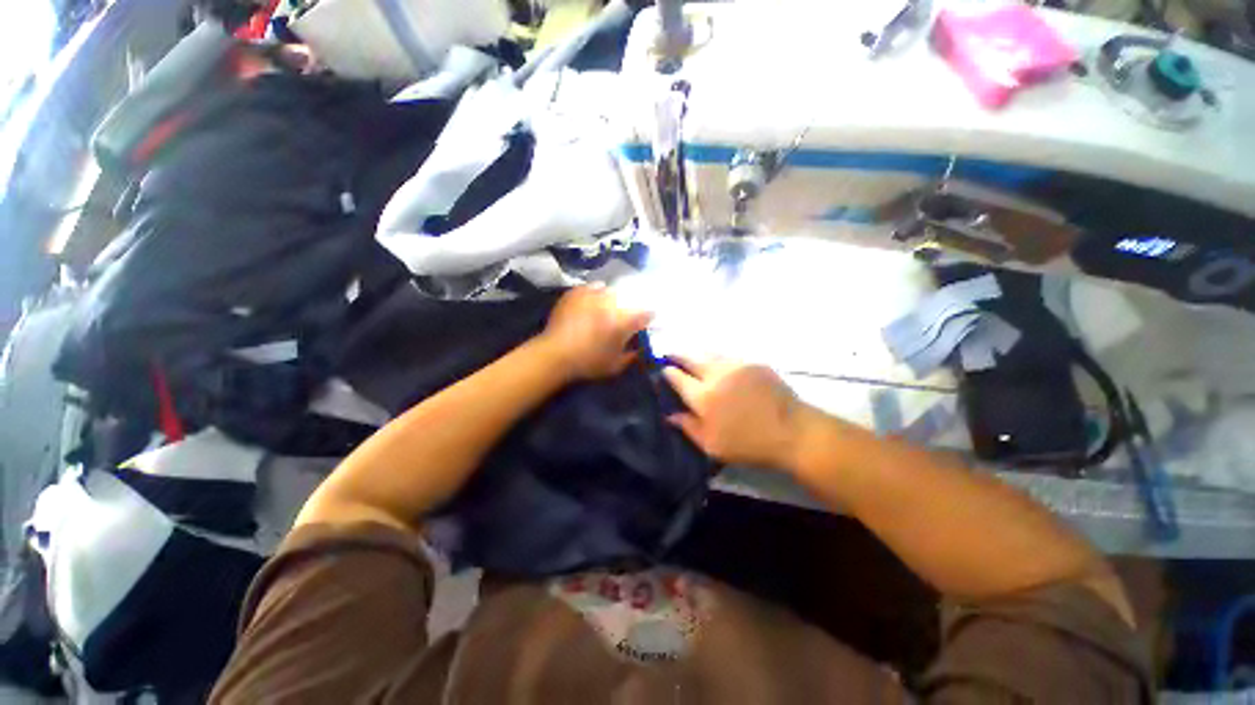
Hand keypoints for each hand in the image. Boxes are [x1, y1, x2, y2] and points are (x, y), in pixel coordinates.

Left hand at [540, 285, 652, 380]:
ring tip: (607, 308)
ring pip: (610, 291)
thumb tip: (640, 349)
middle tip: (624, 317)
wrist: (556, 355)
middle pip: (628, 299)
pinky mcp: (577, 292)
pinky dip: (596, 292)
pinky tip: (593, 300)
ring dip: (612, 299)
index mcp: (625, 320)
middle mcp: (611, 303)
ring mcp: (592, 295)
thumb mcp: (616, 366)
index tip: (647, 321)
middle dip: (629, 307)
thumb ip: (632, 356)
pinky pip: (592, 287)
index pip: (646, 313)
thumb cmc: (589, 363)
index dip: (649, 317)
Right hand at [663, 357, 813, 470]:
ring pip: (709, 353)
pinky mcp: (753, 363)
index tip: (663, 370)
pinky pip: (728, 356)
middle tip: (671, 355)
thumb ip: (688, 427)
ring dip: (697, 355)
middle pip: (690, 358)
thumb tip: (670, 414)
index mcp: (703, 397)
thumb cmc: (749, 444)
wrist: (793, 432)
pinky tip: (720, 365)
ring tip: (693, 359)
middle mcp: (716, 374)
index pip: (677, 377)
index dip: (667, 372)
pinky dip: (718, 359)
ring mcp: (736, 365)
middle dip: (677, 355)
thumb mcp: (712, 446)